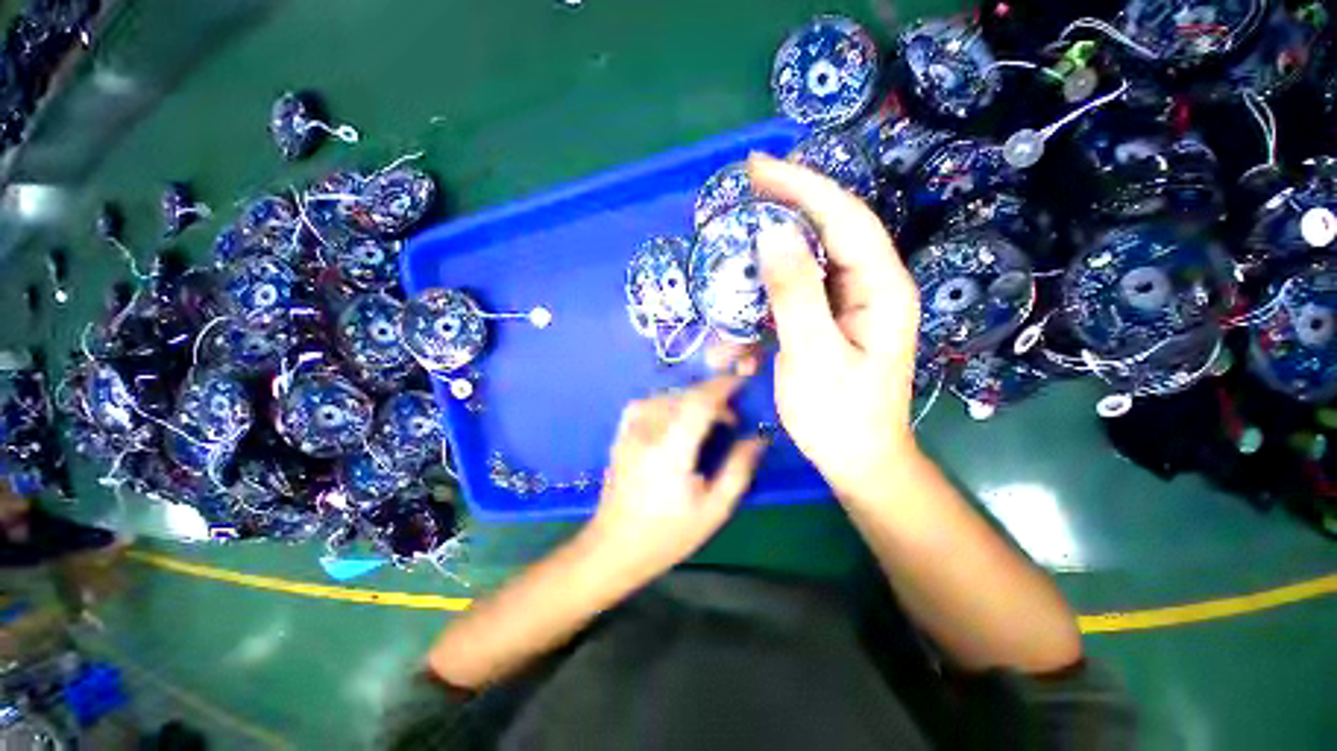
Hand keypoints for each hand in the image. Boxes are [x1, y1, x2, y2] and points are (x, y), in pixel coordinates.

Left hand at [582, 376, 766, 582]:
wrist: (614, 548)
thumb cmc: (667, 535)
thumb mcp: (713, 510)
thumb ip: (738, 471)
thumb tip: (757, 439)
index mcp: (671, 451)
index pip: (698, 402)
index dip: (722, 386)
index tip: (741, 381)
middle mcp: (647, 433)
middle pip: (683, 396)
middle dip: (712, 396)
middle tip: (731, 418)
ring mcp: (630, 432)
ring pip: (665, 397)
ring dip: (691, 400)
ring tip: (707, 420)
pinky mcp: (621, 435)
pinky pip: (645, 403)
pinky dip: (666, 402)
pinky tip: (675, 416)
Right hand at [738, 154, 921, 497]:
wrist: (856, 458)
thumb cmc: (840, 415)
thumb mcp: (813, 355)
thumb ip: (795, 294)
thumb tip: (772, 234)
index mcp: (881, 289)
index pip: (845, 219)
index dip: (803, 186)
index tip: (758, 167)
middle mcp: (868, 287)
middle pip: (828, 231)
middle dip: (786, 207)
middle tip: (742, 191)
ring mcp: (847, 304)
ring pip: (808, 260)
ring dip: (772, 252)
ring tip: (738, 241)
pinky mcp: (826, 321)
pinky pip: (796, 291)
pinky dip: (767, 291)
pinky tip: (746, 304)